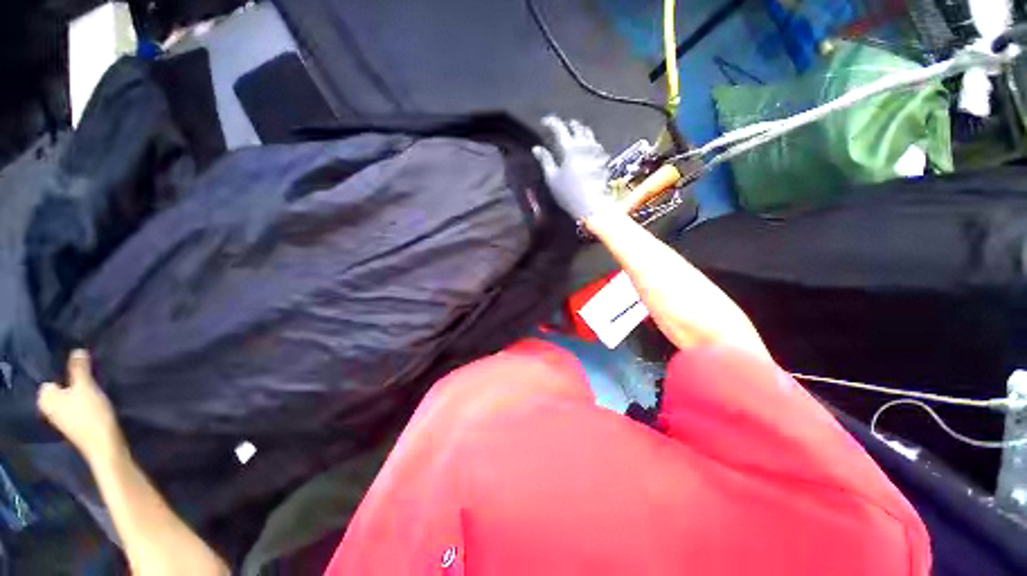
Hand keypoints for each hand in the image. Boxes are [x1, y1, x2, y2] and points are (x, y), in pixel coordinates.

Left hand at [38, 350, 125, 463]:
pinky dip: (82, 403)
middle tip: (87, 376)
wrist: (103, 444)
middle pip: (59, 387)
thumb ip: (79, 368)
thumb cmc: (90, 414)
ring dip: (78, 392)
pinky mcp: (73, 424)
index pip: (50, 376)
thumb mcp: (86, 386)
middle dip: (71, 382)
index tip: (77, 367)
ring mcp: (60, 418)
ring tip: (92, 387)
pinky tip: (93, 403)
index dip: (63, 371)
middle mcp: (47, 407)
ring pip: (68, 398)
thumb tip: (77, 350)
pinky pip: (74, 406)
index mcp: (45, 397)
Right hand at [532, 116, 613, 219]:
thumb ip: (545, 160)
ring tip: (573, 135)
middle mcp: (584, 144)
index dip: (551, 122)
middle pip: (576, 126)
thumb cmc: (568, 194)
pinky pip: (595, 143)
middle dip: (567, 124)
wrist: (592, 205)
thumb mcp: (552, 179)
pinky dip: (588, 141)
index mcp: (569, 148)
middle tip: (560, 129)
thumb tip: (536, 148)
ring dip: (579, 130)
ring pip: (588, 133)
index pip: (559, 127)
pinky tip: (585, 148)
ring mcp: (596, 150)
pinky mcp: (603, 159)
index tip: (544, 122)